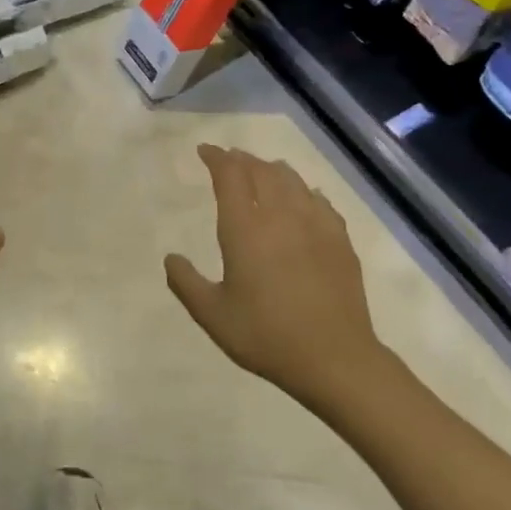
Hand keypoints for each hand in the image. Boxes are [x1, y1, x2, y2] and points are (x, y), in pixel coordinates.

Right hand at [165, 145, 389, 400]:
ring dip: (272, 170)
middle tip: (230, 159)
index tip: (205, 151)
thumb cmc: (265, 336)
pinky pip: (320, 201)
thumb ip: (186, 282)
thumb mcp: (212, 315)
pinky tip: (305, 198)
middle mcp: (280, 216)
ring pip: (292, 180)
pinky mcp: (339, 240)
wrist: (334, 358)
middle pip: (261, 171)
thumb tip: (171, 257)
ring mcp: (315, 225)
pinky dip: (304, 191)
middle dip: (242, 160)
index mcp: (245, 229)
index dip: (217, 158)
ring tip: (263, 171)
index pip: (230, 176)